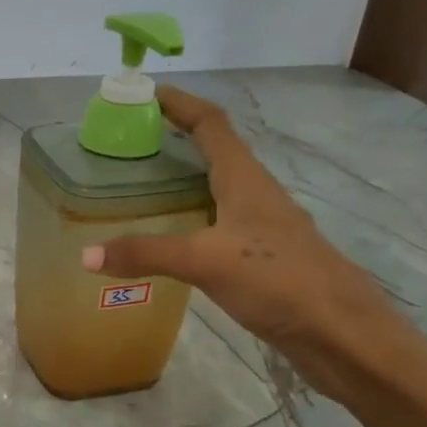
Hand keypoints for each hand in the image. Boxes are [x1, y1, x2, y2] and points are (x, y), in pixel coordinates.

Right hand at [81, 86, 394, 398]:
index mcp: (245, 181)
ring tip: (141, 188)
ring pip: (218, 191)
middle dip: (177, 141)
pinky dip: (191, 220)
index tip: (148, 93)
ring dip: (185, 180)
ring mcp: (262, 228)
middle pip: (215, 153)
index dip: (182, 105)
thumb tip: (85, 255)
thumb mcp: (206, 262)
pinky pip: (218, 225)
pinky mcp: (262, 259)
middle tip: (132, 145)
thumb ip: (146, 254)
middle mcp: (255, 196)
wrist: (341, 333)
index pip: (212, 125)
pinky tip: (171, 241)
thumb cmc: (279, 280)